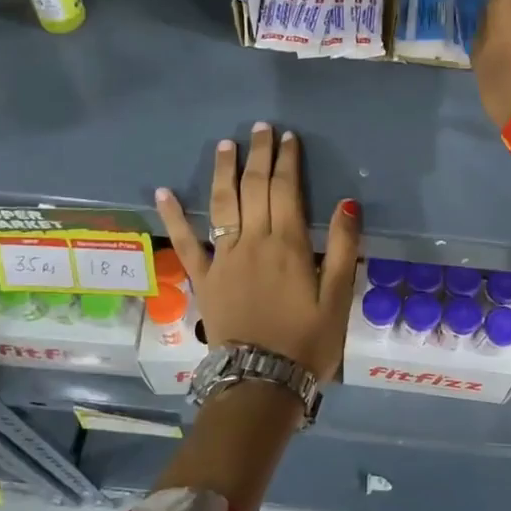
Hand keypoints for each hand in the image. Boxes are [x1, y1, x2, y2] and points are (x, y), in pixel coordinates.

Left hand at [156, 123, 359, 384]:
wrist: (261, 381)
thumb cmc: (307, 341)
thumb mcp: (338, 298)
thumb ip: (343, 248)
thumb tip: (346, 203)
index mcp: (289, 244)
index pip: (286, 189)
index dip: (287, 160)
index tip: (288, 137)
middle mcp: (253, 241)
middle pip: (255, 187)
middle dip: (259, 155)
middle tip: (261, 128)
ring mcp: (224, 258)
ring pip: (222, 203)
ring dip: (224, 171)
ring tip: (225, 144)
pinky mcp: (203, 278)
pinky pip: (186, 241)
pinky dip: (174, 215)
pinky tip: (163, 192)